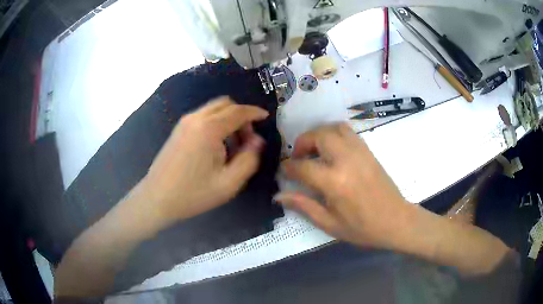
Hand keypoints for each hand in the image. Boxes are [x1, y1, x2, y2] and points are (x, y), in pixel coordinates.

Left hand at [132, 96, 268, 230]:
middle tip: (247, 138)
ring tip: (232, 145)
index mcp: (209, 129)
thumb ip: (249, 159)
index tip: (266, 117)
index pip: (238, 111)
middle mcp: (196, 118)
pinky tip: (215, 146)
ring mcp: (184, 122)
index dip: (255, 112)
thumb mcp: (229, 183)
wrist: (157, 198)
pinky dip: (215, 122)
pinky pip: (203, 116)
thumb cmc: (193, 193)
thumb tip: (257, 140)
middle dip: (241, 115)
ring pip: (213, 109)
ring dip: (228, 119)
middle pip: (225, 104)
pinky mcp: (178, 129)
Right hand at [275, 123, 411, 249]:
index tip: (284, 169)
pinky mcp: (369, 151)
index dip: (289, 167)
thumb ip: (303, 206)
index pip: (303, 166)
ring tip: (315, 150)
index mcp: (334, 182)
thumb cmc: (362, 228)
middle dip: (303, 142)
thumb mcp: (329, 223)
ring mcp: (360, 152)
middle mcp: (346, 160)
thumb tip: (279, 195)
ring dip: (320, 134)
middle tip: (298, 157)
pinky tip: (332, 150)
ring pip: (335, 128)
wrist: (396, 221)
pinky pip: (348, 132)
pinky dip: (335, 133)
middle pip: (319, 136)